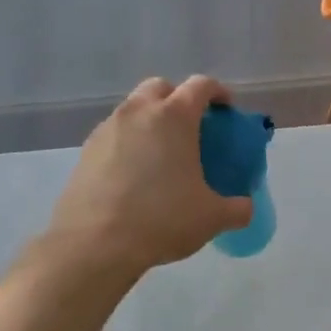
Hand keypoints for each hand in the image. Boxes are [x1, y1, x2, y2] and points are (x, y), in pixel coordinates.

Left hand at [45, 76, 254, 276]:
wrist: (95, 244)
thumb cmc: (162, 220)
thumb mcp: (212, 218)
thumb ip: (237, 208)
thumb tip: (245, 207)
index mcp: (174, 117)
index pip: (201, 86)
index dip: (218, 93)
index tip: (226, 111)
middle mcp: (138, 112)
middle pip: (161, 88)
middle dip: (178, 99)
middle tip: (191, 129)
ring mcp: (107, 129)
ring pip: (133, 110)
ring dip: (151, 121)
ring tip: (162, 155)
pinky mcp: (85, 151)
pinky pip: (114, 135)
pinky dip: (129, 144)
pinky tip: (136, 175)